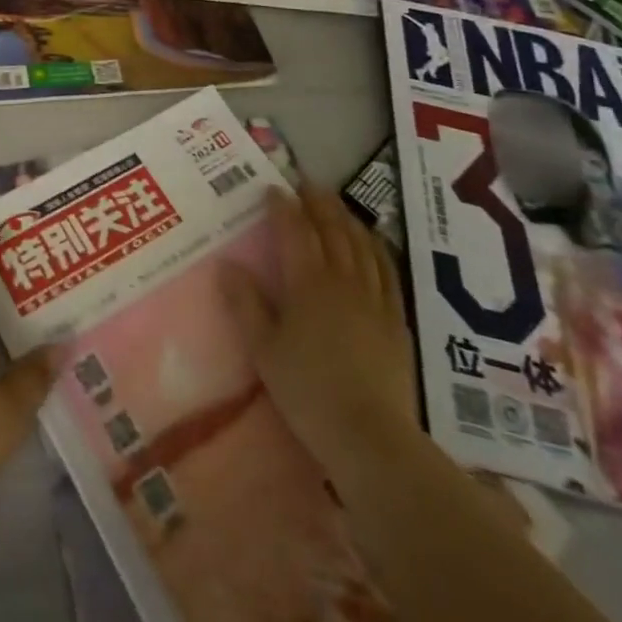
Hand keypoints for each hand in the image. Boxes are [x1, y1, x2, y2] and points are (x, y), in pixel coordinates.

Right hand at [221, 184, 416, 464]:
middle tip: (307, 184)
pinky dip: (377, 247)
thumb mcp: (263, 350)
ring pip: (361, 243)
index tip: (273, 188)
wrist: (370, 437)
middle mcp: (342, 279)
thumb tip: (225, 264)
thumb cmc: (308, 392)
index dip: (283, 206)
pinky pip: (387, 269)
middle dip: (318, 202)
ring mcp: (374, 297)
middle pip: (332, 228)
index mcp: (307, 283)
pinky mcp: (396, 319)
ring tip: (336, 205)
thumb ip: (244, 304)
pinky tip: (373, 242)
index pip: (294, 230)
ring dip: (347, 218)